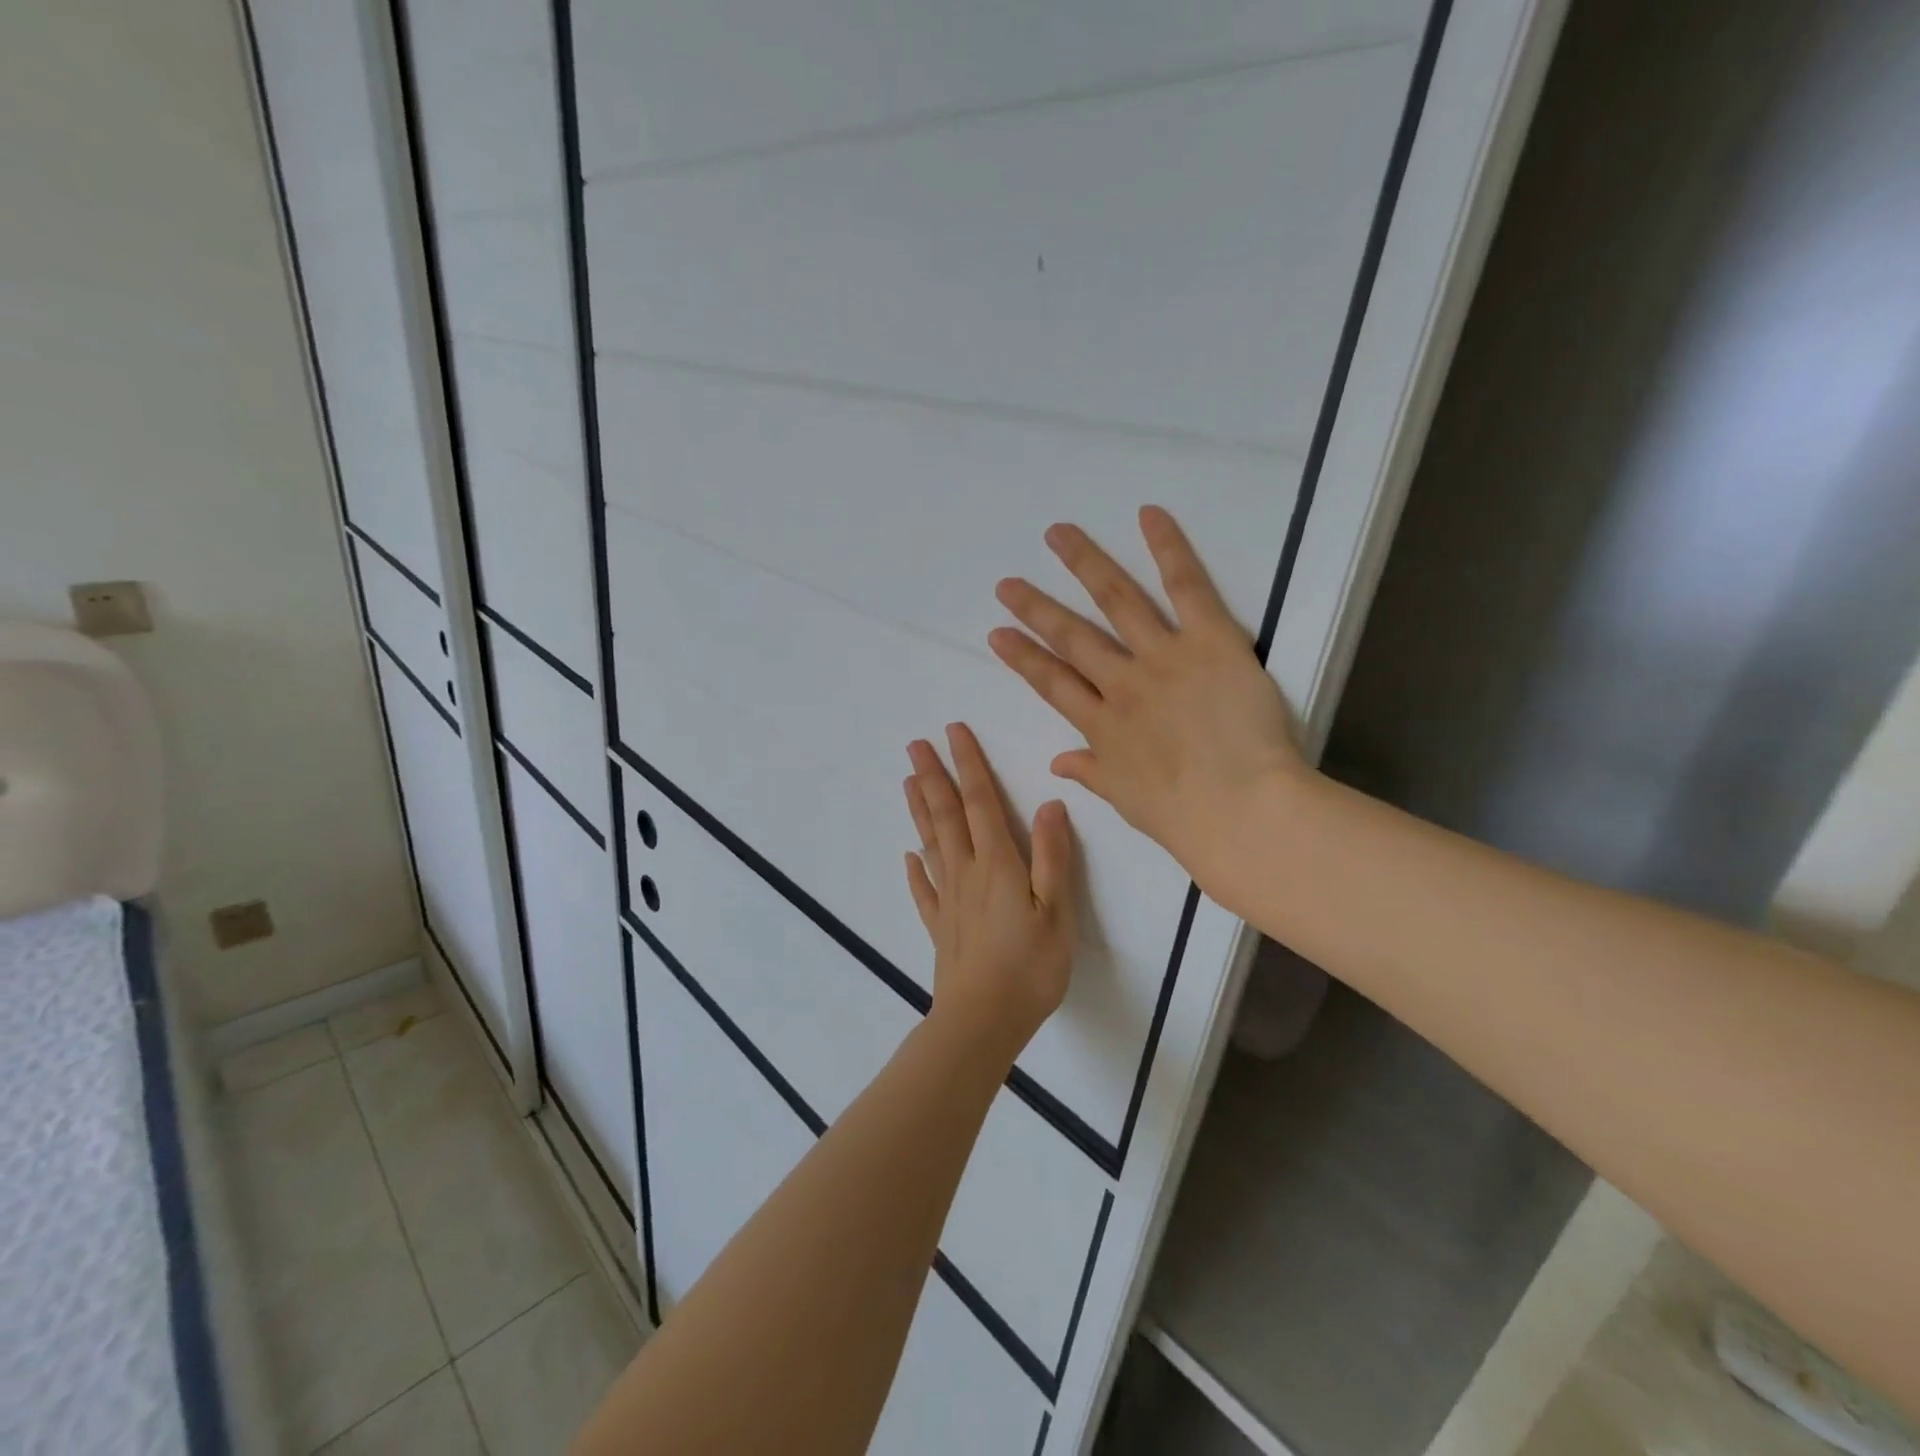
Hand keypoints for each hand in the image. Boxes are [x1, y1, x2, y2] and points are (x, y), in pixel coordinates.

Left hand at [903, 724, 1077, 1062]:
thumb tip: (1050, 804)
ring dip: (919, 810)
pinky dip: (915, 871)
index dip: (968, 764)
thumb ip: (1053, 857)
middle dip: (933, 776)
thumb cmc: (1030, 966)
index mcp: (997, 863)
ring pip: (930, 843)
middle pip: (946, 815)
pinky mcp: (940, 927)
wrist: (983, 1021)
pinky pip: (923, 890)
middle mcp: (966, 872)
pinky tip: (908, 857)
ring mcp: (948, 900)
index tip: (953, 732)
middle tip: (915, 744)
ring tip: (907, 781)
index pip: (980, 802)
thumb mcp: (1057, 910)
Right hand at [989, 506, 1308, 911]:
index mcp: (1102, 727)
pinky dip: (1168, 548)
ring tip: (1058, 535)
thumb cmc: (1185, 818)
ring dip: (1083, 565)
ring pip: (1115, 601)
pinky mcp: (1209, 641)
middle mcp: (1122, 684)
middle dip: (1035, 609)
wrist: (1241, 810)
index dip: (1022, 657)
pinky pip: (1186, 587)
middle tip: (1007, 584)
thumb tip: (1058, 763)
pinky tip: (1148, 514)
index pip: (1052, 684)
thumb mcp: (1127, 801)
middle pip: (1071, 637)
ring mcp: (1162, 658)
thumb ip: (1091, 773)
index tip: (997, 633)